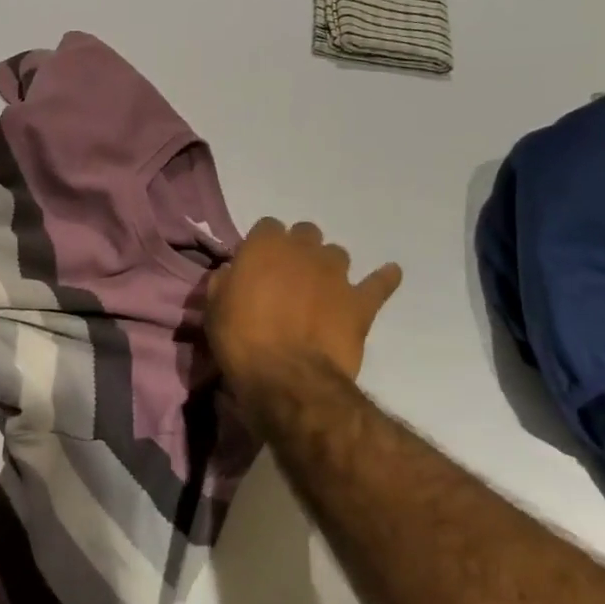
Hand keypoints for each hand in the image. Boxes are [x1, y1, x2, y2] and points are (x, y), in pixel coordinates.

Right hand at [206, 218, 400, 388]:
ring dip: (328, 266)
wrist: (287, 377)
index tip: (256, 266)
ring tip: (321, 287)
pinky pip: (380, 282)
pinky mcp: (360, 302)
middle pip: (306, 233)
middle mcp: (304, 250)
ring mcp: (337, 274)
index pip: (267, 226)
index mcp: (265, 246)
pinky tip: (389, 274)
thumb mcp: (215, 309)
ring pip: (337, 253)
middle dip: (298, 249)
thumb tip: (233, 273)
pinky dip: (384, 278)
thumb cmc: (241, 340)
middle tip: (288, 276)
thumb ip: (225, 282)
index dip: (262, 245)